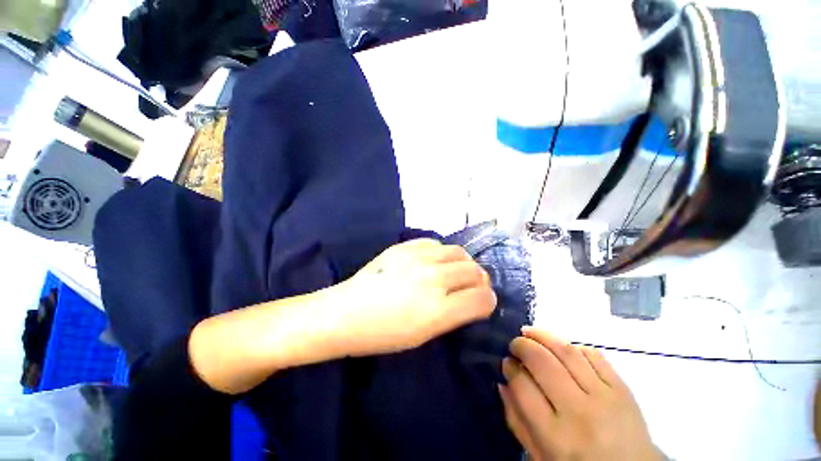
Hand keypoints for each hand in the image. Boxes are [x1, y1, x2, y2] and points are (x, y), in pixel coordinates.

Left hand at [333, 239, 496, 355]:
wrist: (346, 313)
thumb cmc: (383, 335)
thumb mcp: (423, 335)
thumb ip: (452, 314)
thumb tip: (470, 299)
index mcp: (438, 310)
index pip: (482, 298)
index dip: (488, 301)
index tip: (483, 302)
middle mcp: (433, 280)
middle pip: (475, 271)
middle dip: (479, 280)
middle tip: (471, 286)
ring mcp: (418, 258)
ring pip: (459, 252)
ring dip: (463, 263)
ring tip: (454, 271)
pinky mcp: (404, 246)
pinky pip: (436, 243)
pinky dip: (442, 253)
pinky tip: (433, 261)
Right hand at [499, 327, 662, 460]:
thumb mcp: (541, 457)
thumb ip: (518, 422)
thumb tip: (503, 384)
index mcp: (556, 435)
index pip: (522, 386)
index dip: (509, 368)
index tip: (506, 362)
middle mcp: (578, 412)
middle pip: (541, 362)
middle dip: (521, 345)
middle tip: (514, 344)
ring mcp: (604, 396)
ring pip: (566, 351)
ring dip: (541, 335)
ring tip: (529, 331)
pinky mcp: (622, 388)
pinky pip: (593, 354)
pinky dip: (572, 346)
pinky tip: (560, 347)